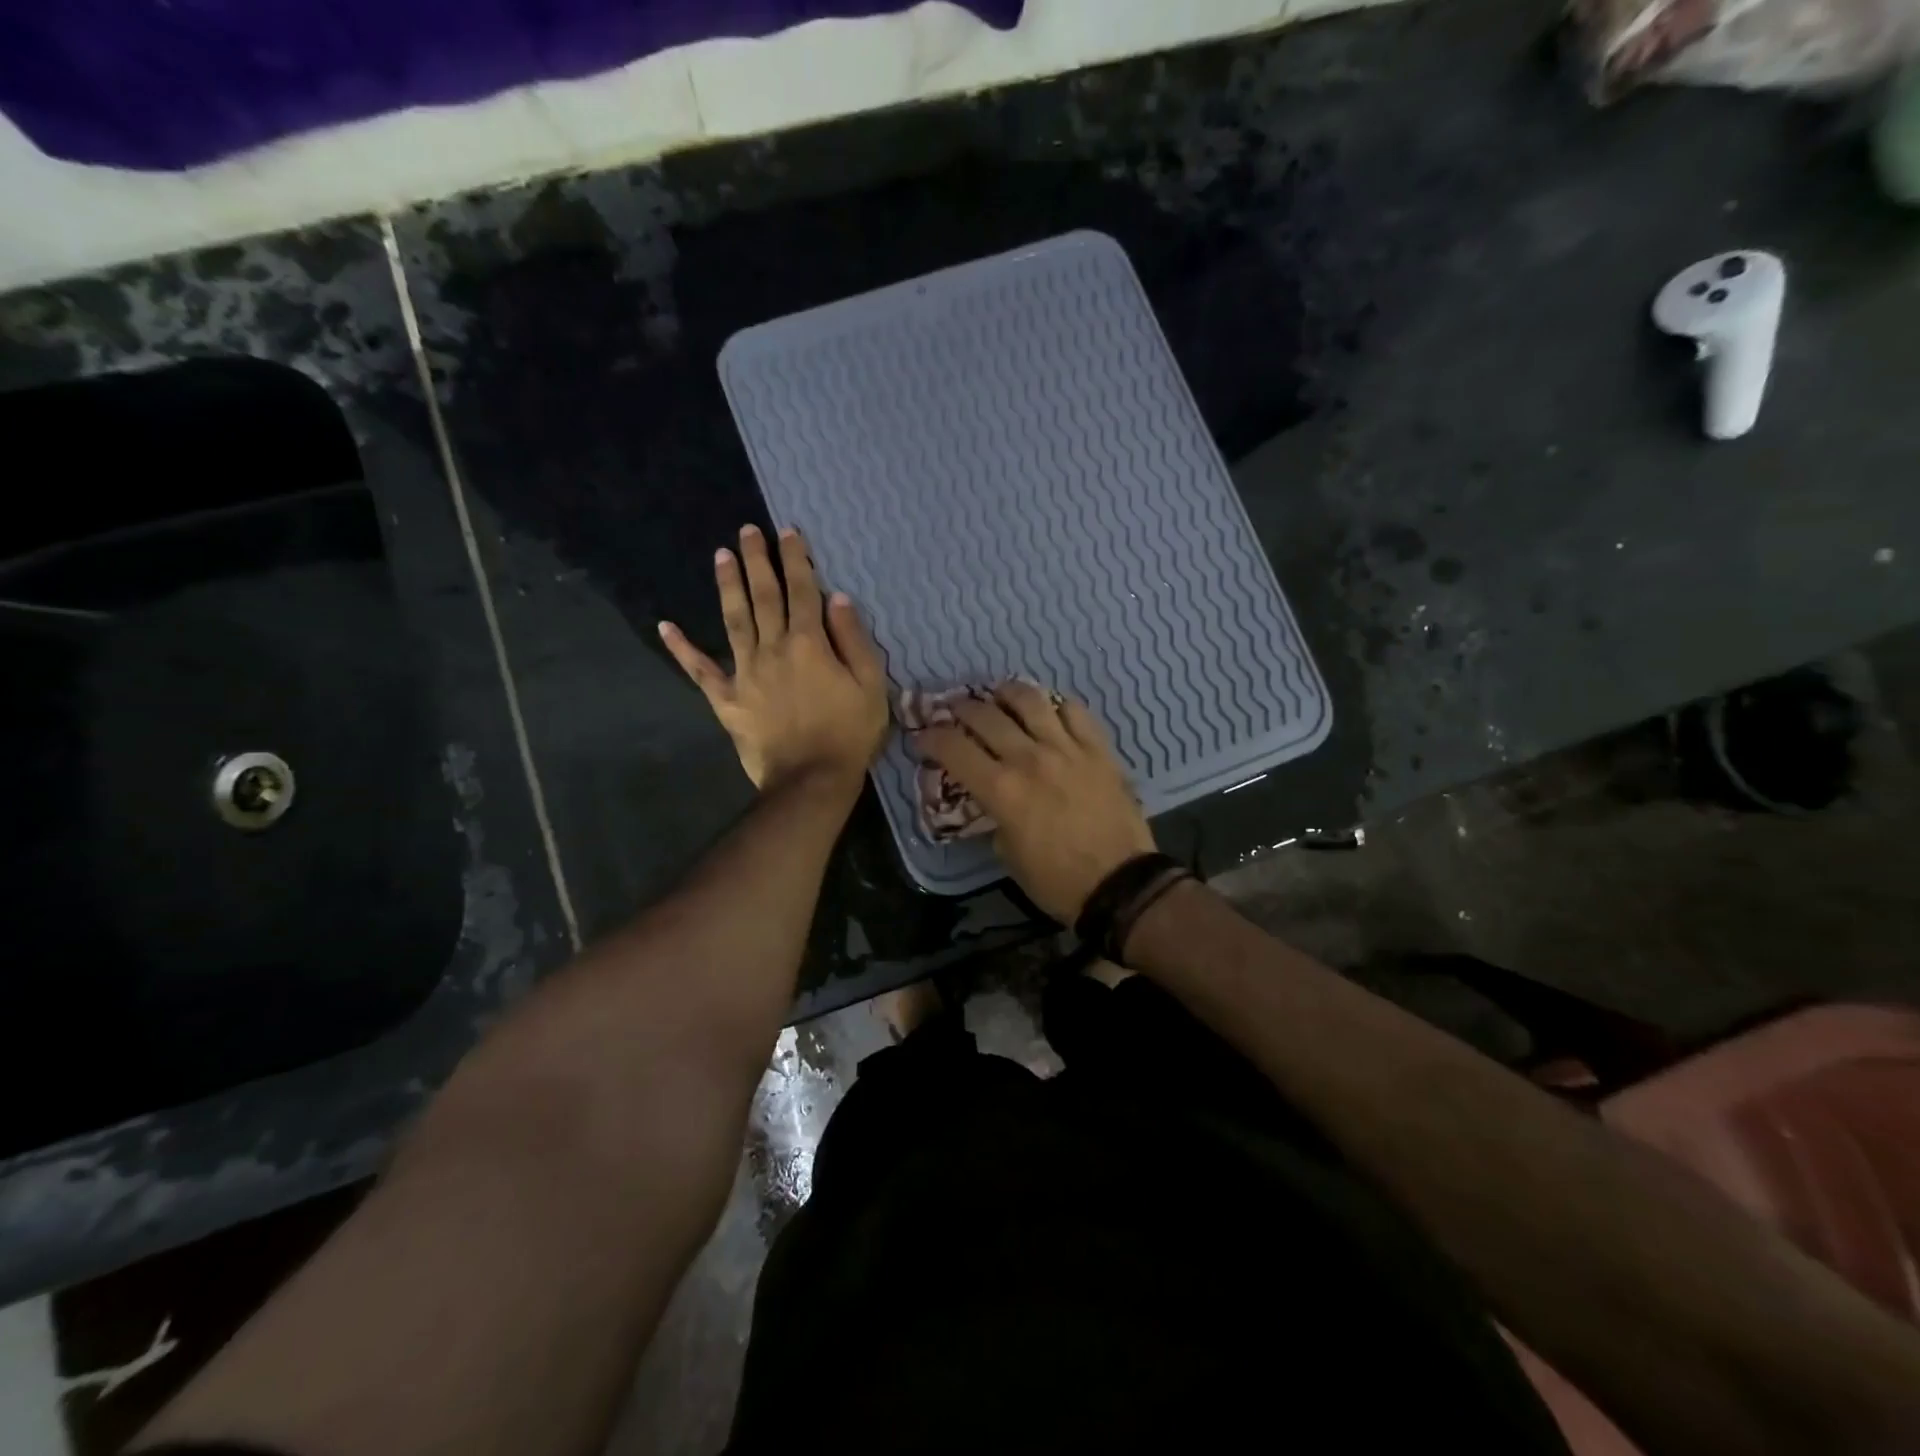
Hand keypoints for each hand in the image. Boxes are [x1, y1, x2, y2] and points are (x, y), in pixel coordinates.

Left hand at [659, 525, 888, 796]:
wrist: (811, 780)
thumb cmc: (849, 733)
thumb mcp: (871, 685)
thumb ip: (854, 640)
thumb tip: (838, 598)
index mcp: (809, 643)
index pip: (802, 591)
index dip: (795, 559)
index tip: (787, 532)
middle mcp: (772, 648)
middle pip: (764, 597)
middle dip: (757, 561)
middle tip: (747, 530)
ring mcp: (745, 673)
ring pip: (734, 620)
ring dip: (728, 586)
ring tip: (720, 556)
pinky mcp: (727, 700)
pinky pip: (701, 671)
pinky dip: (682, 649)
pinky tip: (666, 627)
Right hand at [915, 681, 1154, 921]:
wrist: (1120, 883)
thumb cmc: (1056, 880)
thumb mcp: (1007, 853)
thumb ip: (993, 815)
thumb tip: (990, 795)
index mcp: (1001, 789)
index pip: (954, 748)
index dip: (931, 737)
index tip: (923, 736)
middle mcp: (1029, 758)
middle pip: (985, 715)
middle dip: (961, 709)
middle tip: (954, 711)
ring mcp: (1067, 748)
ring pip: (1030, 700)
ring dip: (1006, 693)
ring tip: (999, 695)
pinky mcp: (1098, 748)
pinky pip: (1075, 711)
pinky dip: (1056, 705)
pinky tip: (1049, 711)